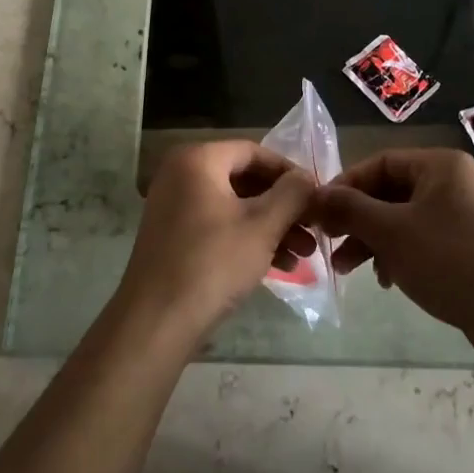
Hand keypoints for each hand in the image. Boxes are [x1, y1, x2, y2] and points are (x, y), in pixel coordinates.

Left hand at [117, 140, 316, 341]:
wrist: (157, 320)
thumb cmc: (213, 262)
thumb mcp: (262, 226)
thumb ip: (292, 194)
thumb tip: (307, 178)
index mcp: (197, 159)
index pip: (253, 152)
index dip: (289, 172)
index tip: (316, 194)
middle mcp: (181, 174)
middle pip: (244, 179)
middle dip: (283, 206)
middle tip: (314, 228)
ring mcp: (174, 205)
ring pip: (234, 206)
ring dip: (271, 226)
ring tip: (304, 254)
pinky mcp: (174, 235)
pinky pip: (218, 225)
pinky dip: (248, 239)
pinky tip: (280, 266)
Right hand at [311, 148, 473, 339]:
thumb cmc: (449, 261)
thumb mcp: (390, 232)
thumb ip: (350, 209)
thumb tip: (316, 196)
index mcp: (441, 165)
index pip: (380, 162)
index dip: (345, 185)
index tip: (320, 212)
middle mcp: (455, 182)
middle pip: (391, 191)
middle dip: (357, 219)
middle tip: (328, 244)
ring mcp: (466, 213)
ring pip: (404, 218)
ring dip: (373, 240)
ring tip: (347, 269)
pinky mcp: (471, 244)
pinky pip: (423, 237)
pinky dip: (399, 253)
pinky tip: (386, 279)